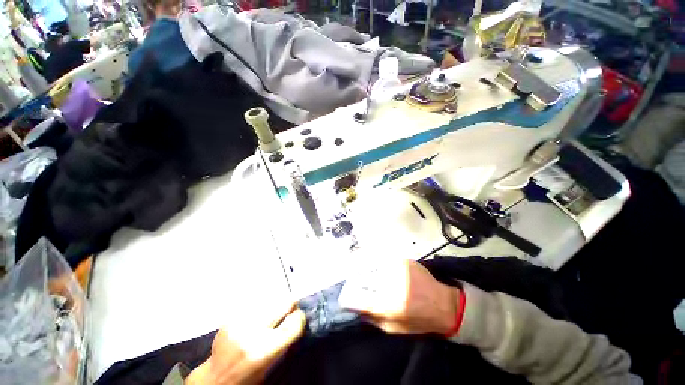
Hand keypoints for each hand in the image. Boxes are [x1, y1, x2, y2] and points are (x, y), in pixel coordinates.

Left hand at [186, 305, 305, 384]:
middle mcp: (253, 333)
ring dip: (275, 304)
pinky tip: (257, 316)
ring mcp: (240, 322)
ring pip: (270, 300)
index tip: (300, 315)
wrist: (216, 379)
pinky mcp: (231, 317)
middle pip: (284, 303)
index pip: (295, 322)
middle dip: (290, 304)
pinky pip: (255, 304)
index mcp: (266, 350)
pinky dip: (261, 307)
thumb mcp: (272, 364)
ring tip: (272, 313)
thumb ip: (285, 340)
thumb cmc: (248, 376)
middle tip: (291, 306)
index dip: (301, 316)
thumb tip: (298, 317)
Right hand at [339, 259, 459, 334]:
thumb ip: (373, 318)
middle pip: (363, 278)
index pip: (359, 299)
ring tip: (359, 271)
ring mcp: (397, 269)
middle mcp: (392, 284)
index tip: (344, 298)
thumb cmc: (420, 321)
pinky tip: (375, 266)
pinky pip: (383, 259)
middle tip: (351, 282)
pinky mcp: (403, 260)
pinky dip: (375, 262)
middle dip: (354, 281)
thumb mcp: (394, 329)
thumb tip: (355, 307)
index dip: (348, 298)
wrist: (444, 305)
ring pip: (371, 265)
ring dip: (363, 269)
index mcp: (389, 305)